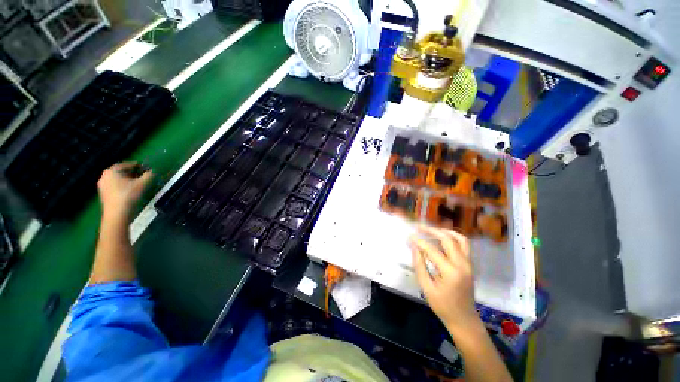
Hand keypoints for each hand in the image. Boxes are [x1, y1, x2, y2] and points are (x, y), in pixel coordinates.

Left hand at [97, 163, 151, 218]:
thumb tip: (152, 171)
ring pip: (118, 179)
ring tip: (138, 183)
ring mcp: (103, 185)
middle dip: (132, 173)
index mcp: (111, 171)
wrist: (117, 213)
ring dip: (128, 180)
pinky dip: (123, 186)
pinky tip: (131, 190)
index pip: (126, 164)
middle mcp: (104, 176)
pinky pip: (115, 186)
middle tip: (142, 175)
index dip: (137, 165)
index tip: (145, 167)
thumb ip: (148, 175)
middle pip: (121, 172)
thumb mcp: (142, 184)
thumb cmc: (129, 195)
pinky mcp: (104, 194)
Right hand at [409, 226, 478, 331]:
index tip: (409, 236)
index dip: (419, 241)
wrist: (464, 319)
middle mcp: (462, 264)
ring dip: (445, 232)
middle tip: (419, 227)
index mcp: (451, 272)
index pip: (432, 250)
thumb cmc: (442, 305)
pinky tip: (443, 238)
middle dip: (432, 231)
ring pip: (460, 239)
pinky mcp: (470, 265)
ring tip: (432, 230)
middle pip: (448, 239)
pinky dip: (453, 238)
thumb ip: (419, 265)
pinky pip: (464, 245)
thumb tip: (414, 247)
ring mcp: (469, 264)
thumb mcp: (426, 287)